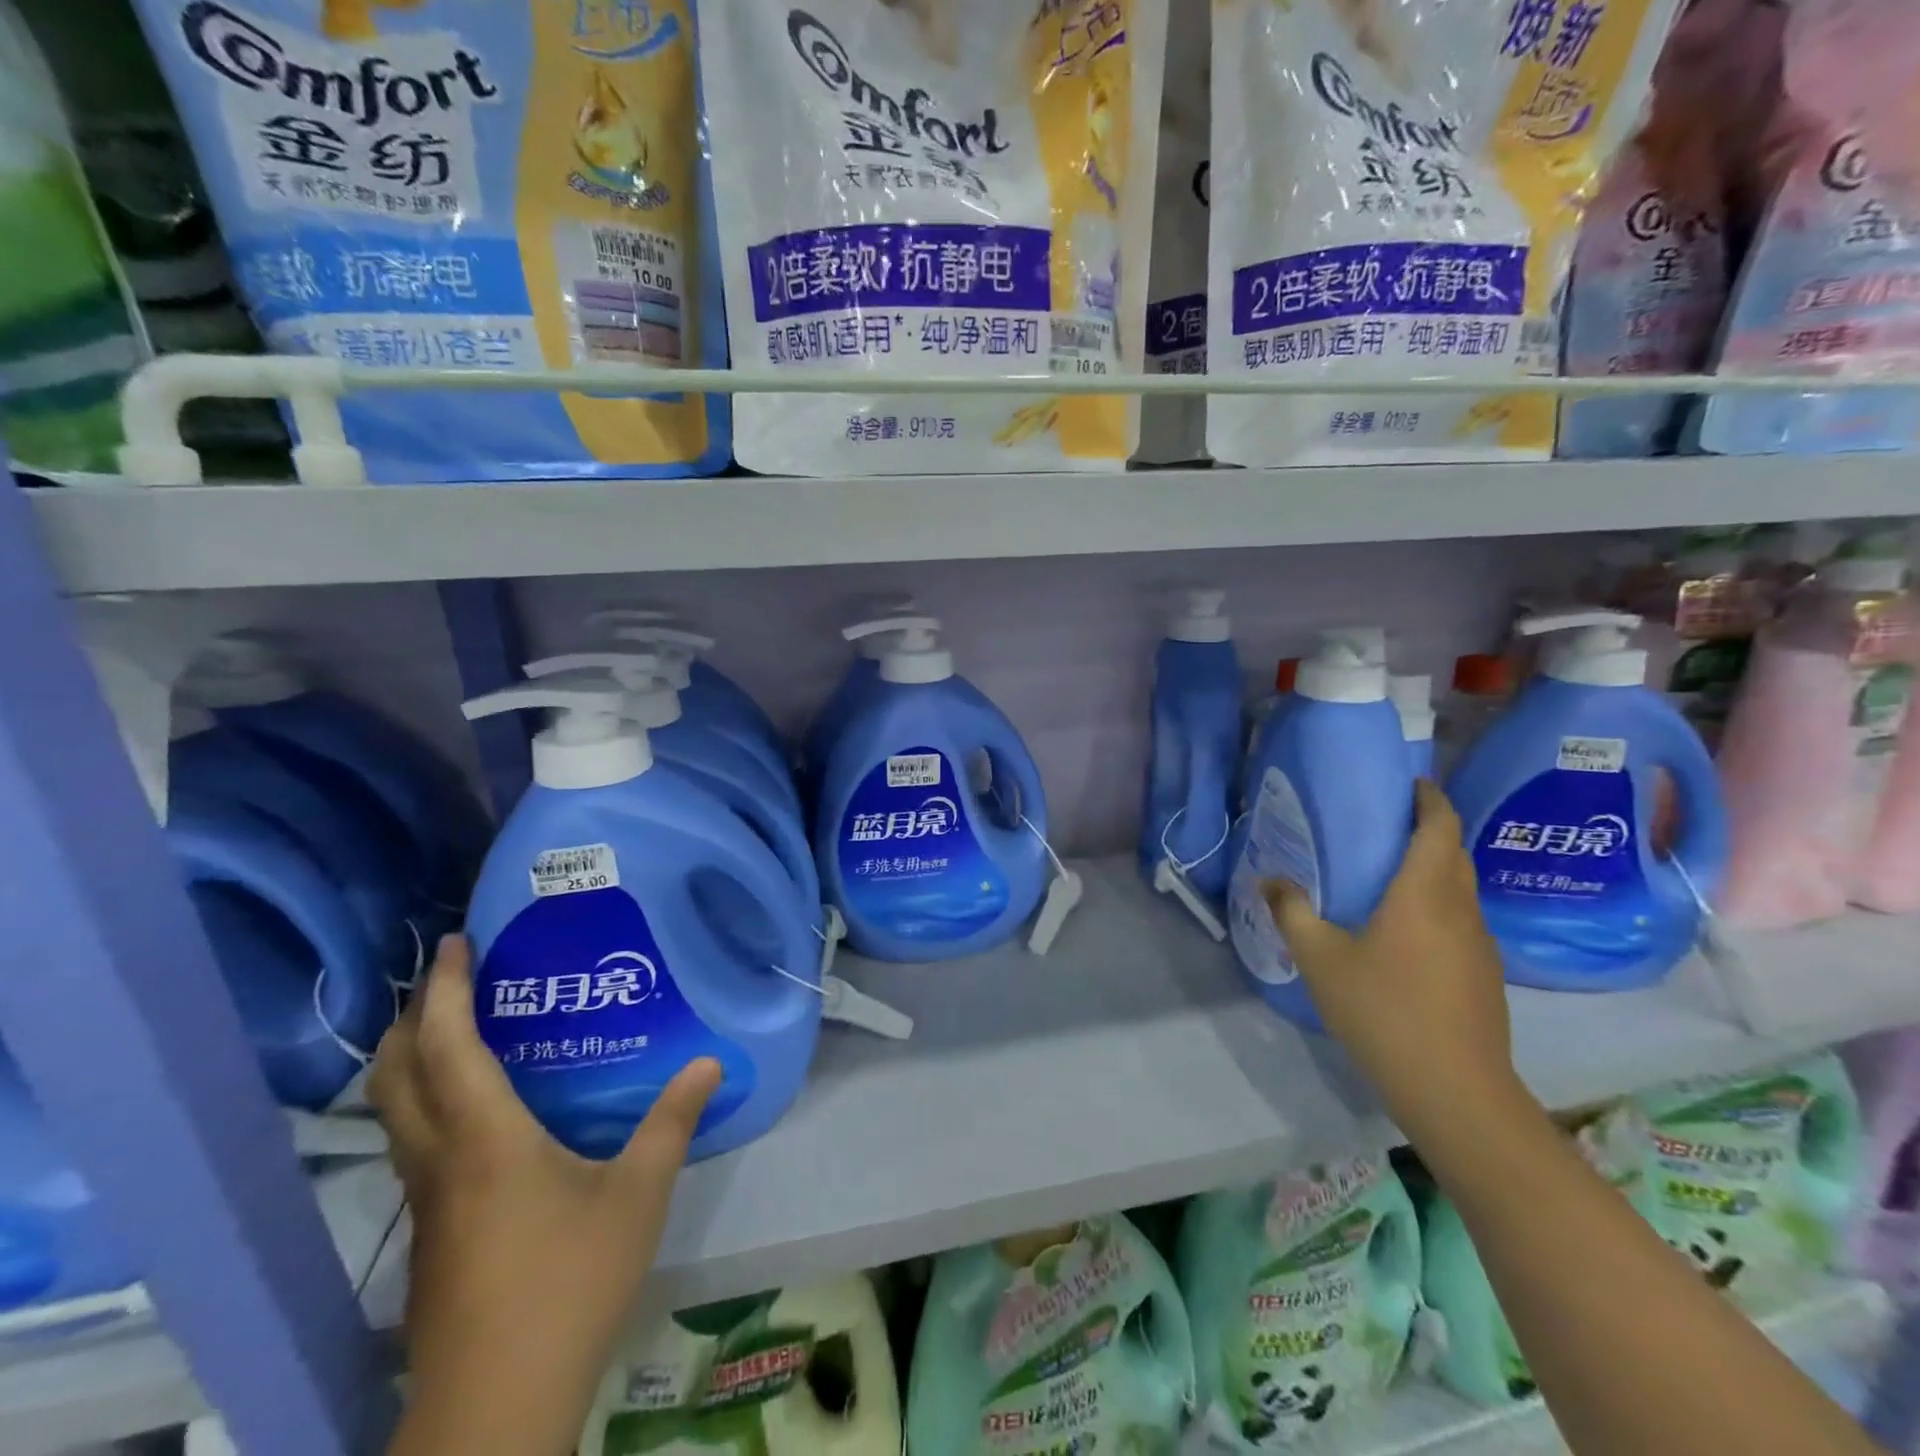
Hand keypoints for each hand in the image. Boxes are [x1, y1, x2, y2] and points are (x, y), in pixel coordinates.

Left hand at [372, 935, 719, 1455]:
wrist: (495, 1407)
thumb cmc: (568, 1283)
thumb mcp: (639, 1194)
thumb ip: (672, 1121)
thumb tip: (709, 1061)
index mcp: (484, 1140)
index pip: (448, 1047)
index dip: (446, 990)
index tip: (456, 943)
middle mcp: (440, 1161)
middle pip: (396, 1076)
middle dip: (413, 1017)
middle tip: (452, 977)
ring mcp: (426, 1201)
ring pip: (396, 1112)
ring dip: (414, 1058)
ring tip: (461, 1027)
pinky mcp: (430, 1232)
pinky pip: (416, 1142)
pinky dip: (430, 1099)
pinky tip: (479, 1109)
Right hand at [1263, 780, 1522, 1141]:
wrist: (1454, 1089)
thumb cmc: (1382, 1009)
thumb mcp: (1320, 958)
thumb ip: (1291, 912)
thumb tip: (1267, 880)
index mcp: (1424, 892)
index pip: (1439, 826)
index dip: (1429, 798)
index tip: (1410, 783)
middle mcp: (1460, 908)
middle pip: (1455, 852)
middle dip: (1431, 829)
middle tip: (1389, 823)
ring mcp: (1480, 944)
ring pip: (1462, 888)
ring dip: (1437, 868)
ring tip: (1393, 872)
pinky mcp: (1486, 974)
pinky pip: (1463, 919)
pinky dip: (1440, 904)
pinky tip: (1408, 930)